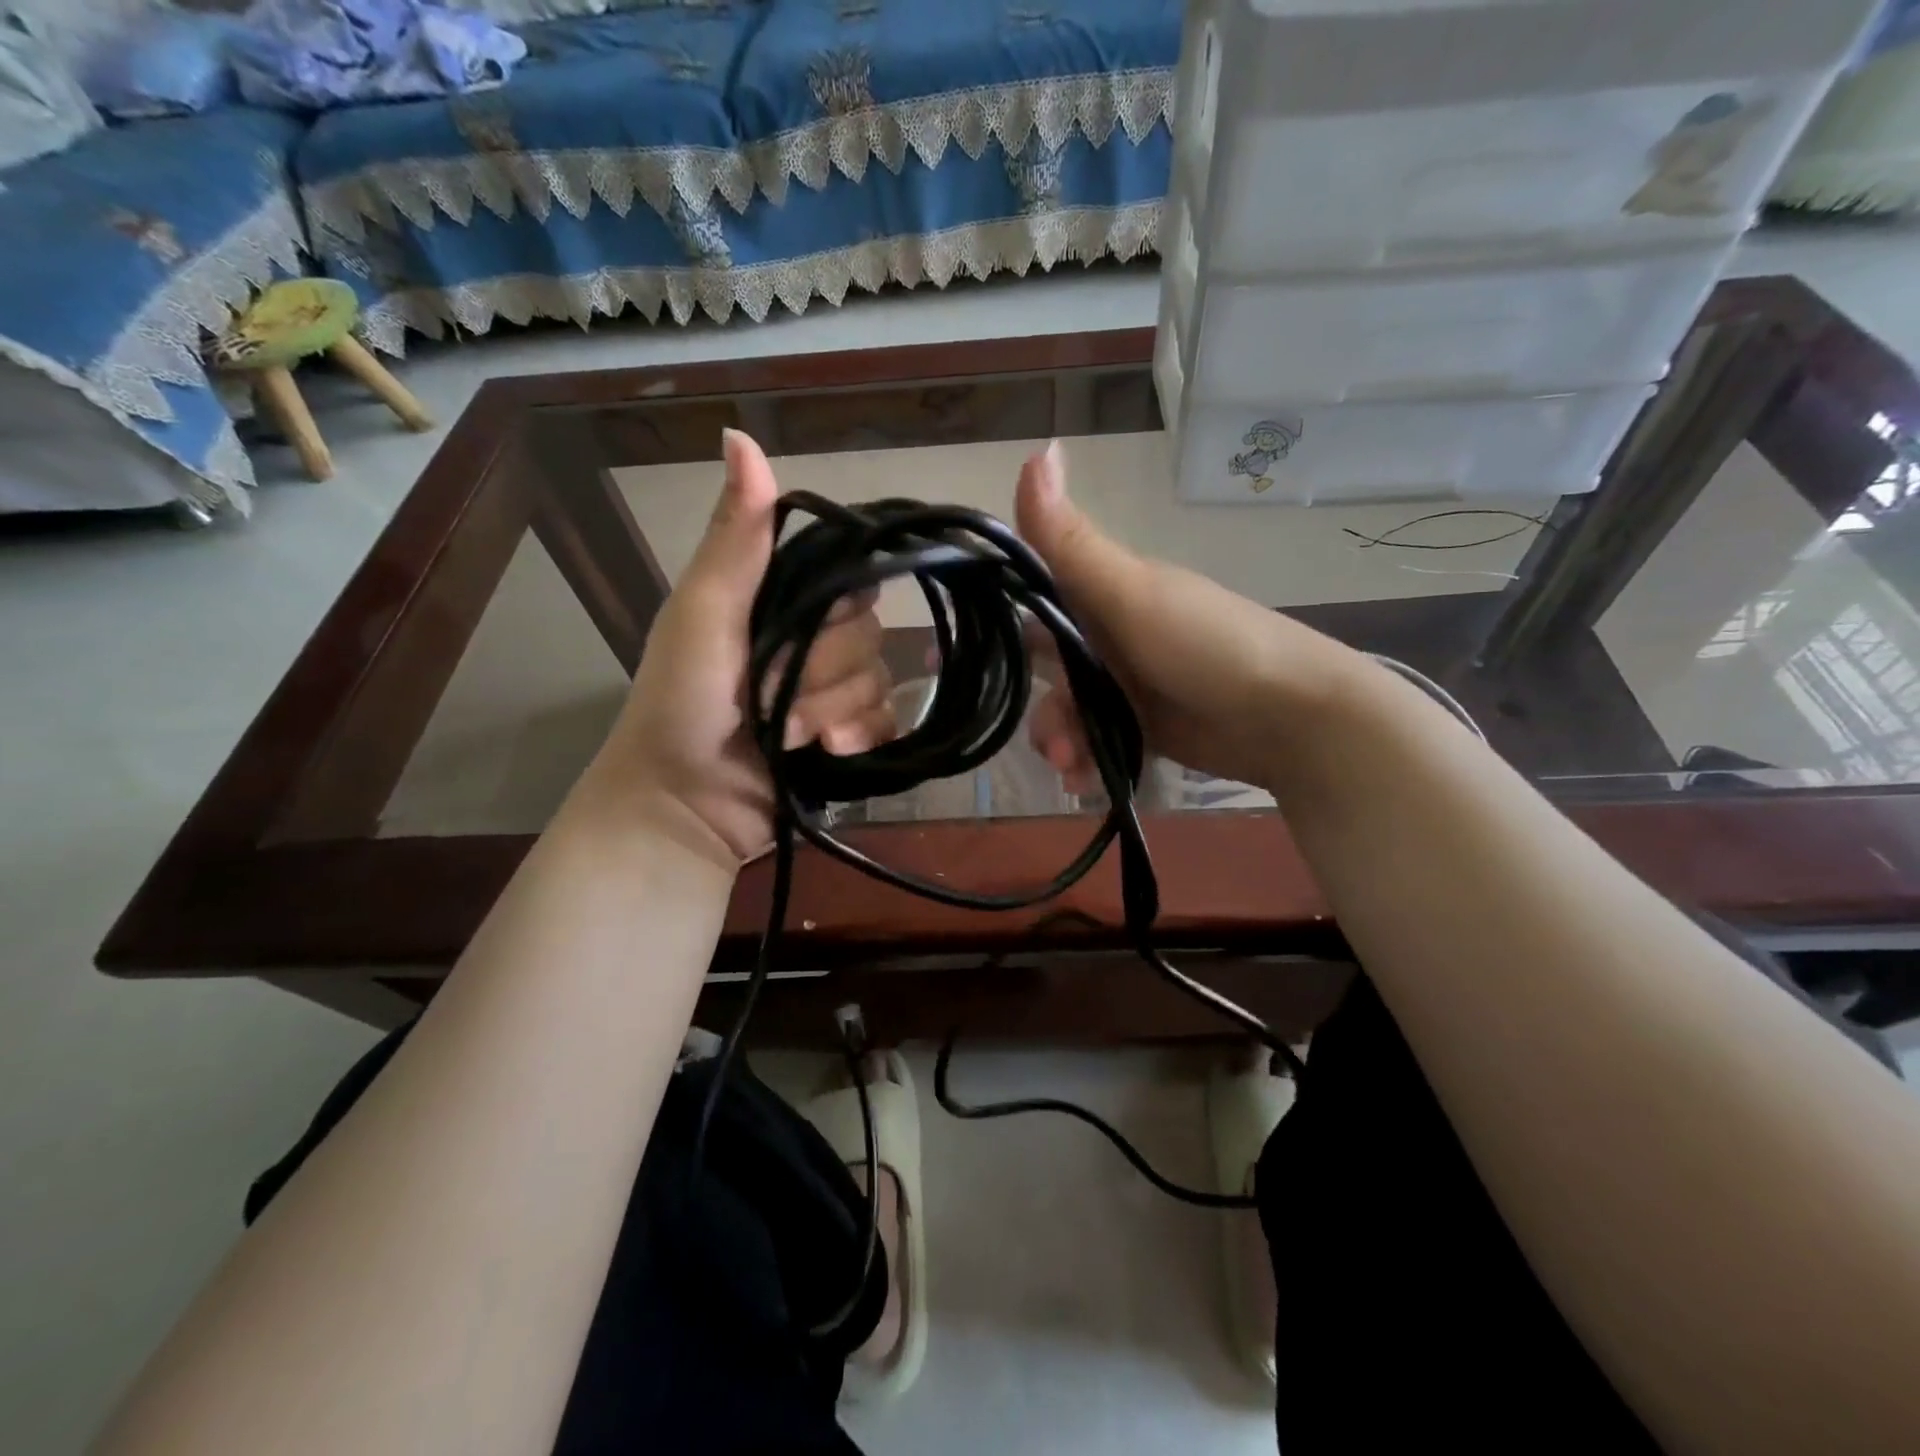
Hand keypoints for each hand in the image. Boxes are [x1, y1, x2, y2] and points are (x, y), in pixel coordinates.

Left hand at [587, 429, 895, 863]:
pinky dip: (862, 739)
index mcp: (781, 602)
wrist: (683, 806)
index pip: (849, 580)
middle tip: (771, 700)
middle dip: (823, 674)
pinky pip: (889, 725)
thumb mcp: (703, 614)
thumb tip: (739, 434)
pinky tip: (828, 754)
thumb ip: (736, 538)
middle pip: (867, 637)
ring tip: (788, 737)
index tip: (803, 631)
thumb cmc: (681, 704)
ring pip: (879, 683)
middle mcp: (813, 642)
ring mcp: (832, 694)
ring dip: (833, 714)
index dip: (835, 609)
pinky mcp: (849, 740)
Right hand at [1017, 441, 1351, 793]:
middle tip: (1050, 739)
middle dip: (1038, 706)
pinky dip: (1087, 764)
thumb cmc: (1206, 644)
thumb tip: (1035, 446)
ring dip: (1060, 741)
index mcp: (1104, 594)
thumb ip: (1070, 541)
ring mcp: (1127, 685)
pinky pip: (1096, 745)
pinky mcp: (1143, 728)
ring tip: (1072, 765)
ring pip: (1068, 713)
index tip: (955, 656)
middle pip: (1046, 669)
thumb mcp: (1131, 592)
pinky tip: (1088, 781)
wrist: (1290, 715)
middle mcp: (1110, 636)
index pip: (1033, 600)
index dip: (998, 623)